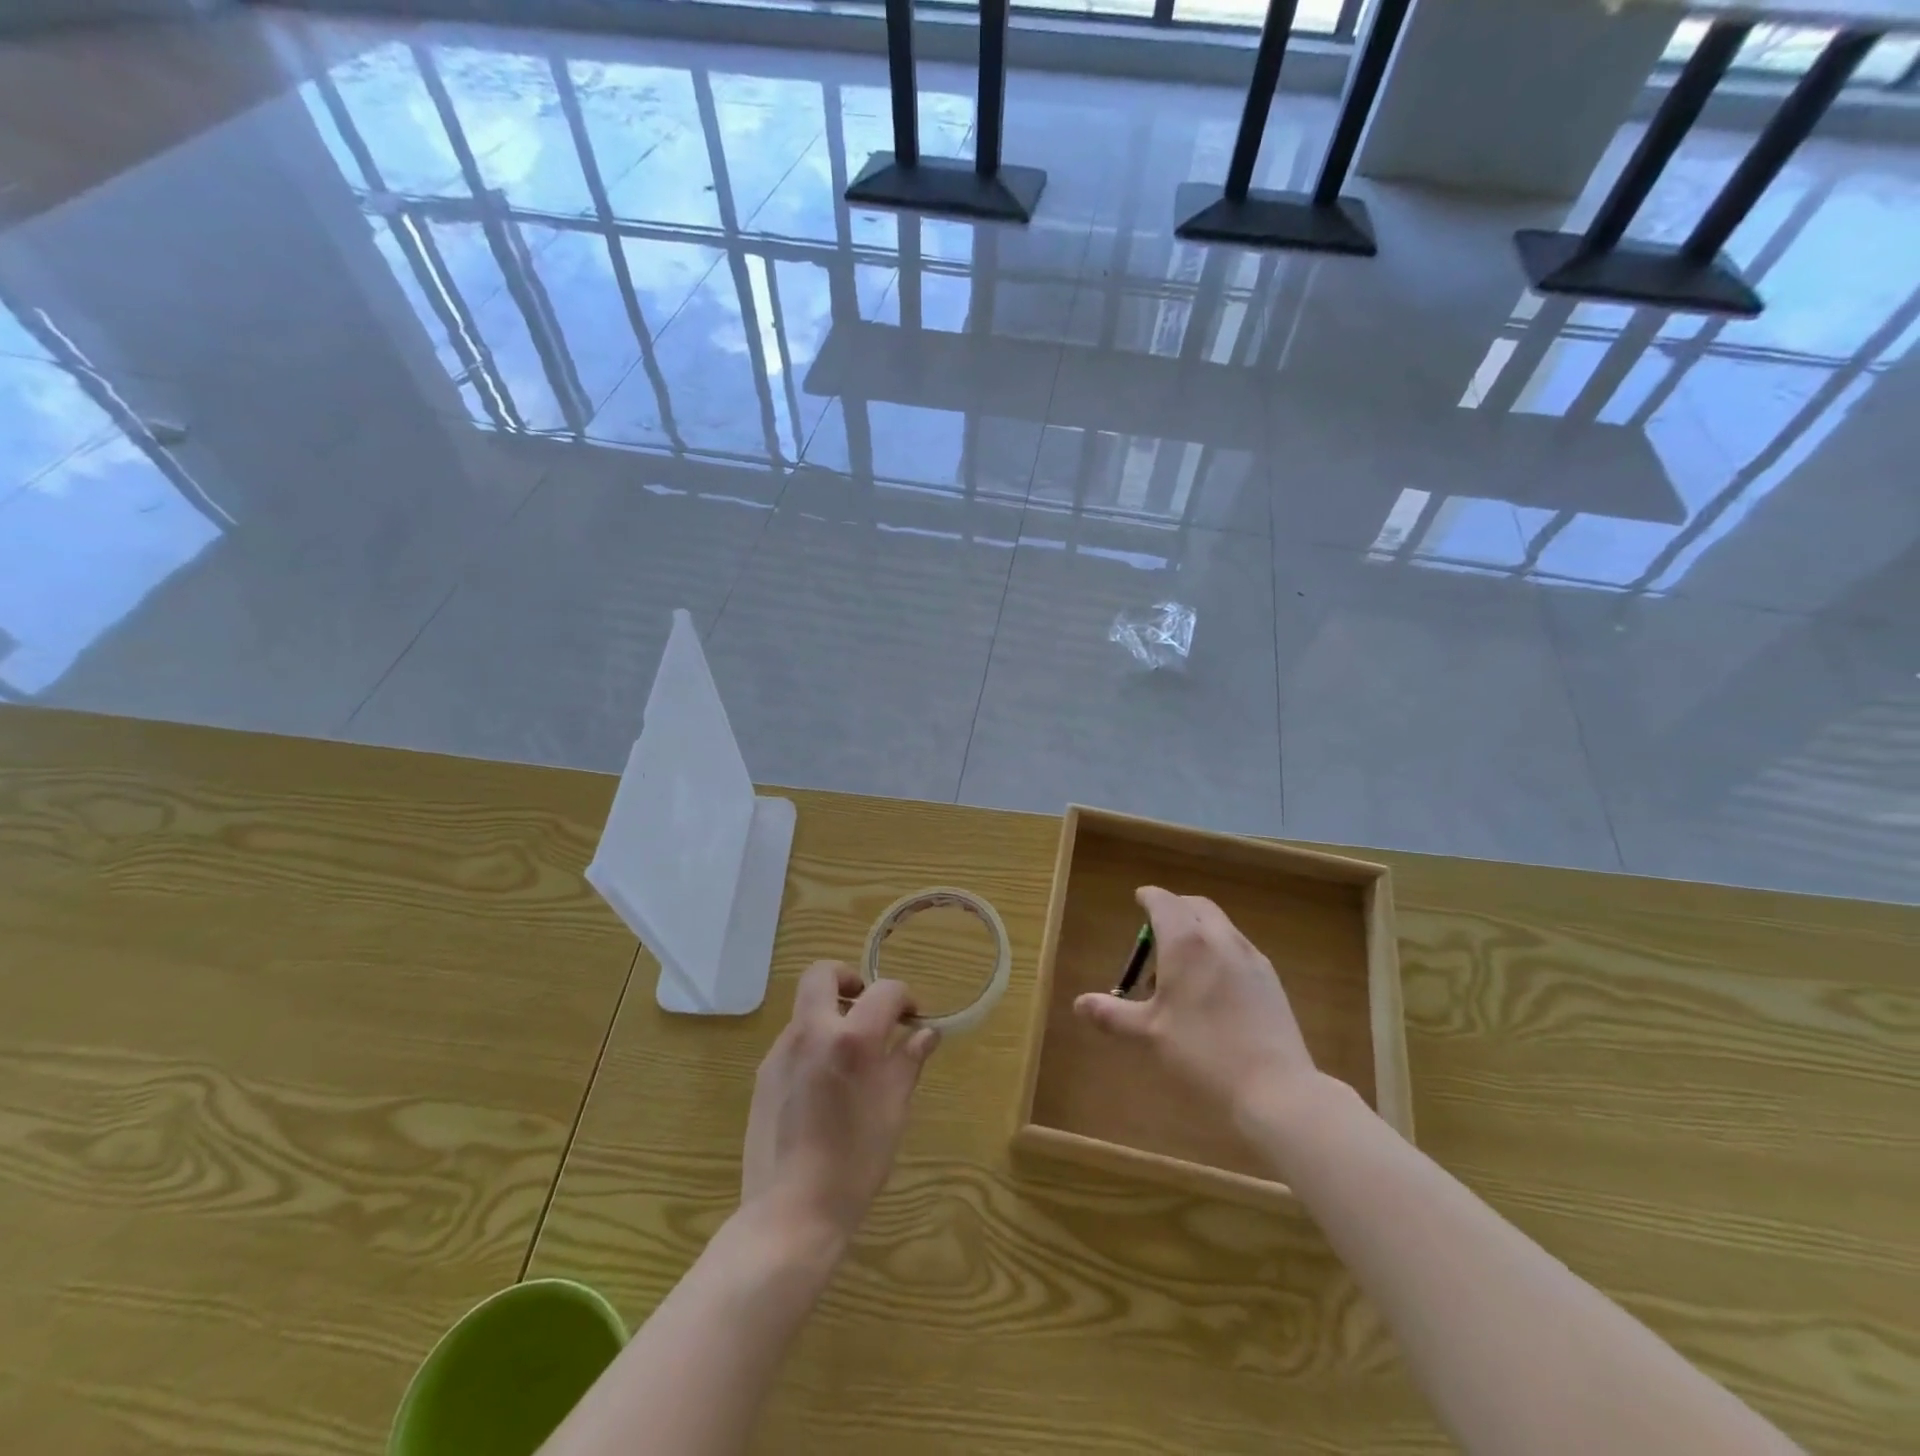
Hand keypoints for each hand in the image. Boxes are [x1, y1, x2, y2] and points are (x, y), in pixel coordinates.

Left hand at [741, 962, 938, 1249]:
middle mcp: (811, 1031)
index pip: (884, 991)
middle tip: (868, 1008)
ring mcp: (781, 1051)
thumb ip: (908, 1061)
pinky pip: (793, 1040)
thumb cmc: (854, 1163)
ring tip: (851, 1055)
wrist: (791, 1213)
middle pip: (822, 974)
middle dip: (849, 979)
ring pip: (806, 1008)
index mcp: (851, 1039)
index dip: (904, 997)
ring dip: (831, 1013)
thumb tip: (926, 1033)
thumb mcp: (893, 1110)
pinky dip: (814, 1042)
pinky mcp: (764, 1074)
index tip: (913, 1017)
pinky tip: (825, 1084)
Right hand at [1073, 886, 1317, 1134]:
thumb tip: (1079, 1003)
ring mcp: (1251, 957)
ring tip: (1180, 967)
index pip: (1164, 902)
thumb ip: (1113, 1014)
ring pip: (1220, 926)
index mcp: (1186, 943)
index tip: (1138, 899)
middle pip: (1195, 906)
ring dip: (1197, 931)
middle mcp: (1220, 939)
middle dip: (1174, 910)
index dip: (1148, 897)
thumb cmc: (1203, 1055)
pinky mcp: (1271, 979)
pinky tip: (1213, 987)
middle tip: (1155, 932)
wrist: (1276, 1089)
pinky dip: (1218, 950)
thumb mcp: (1149, 1035)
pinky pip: (1237, 948)